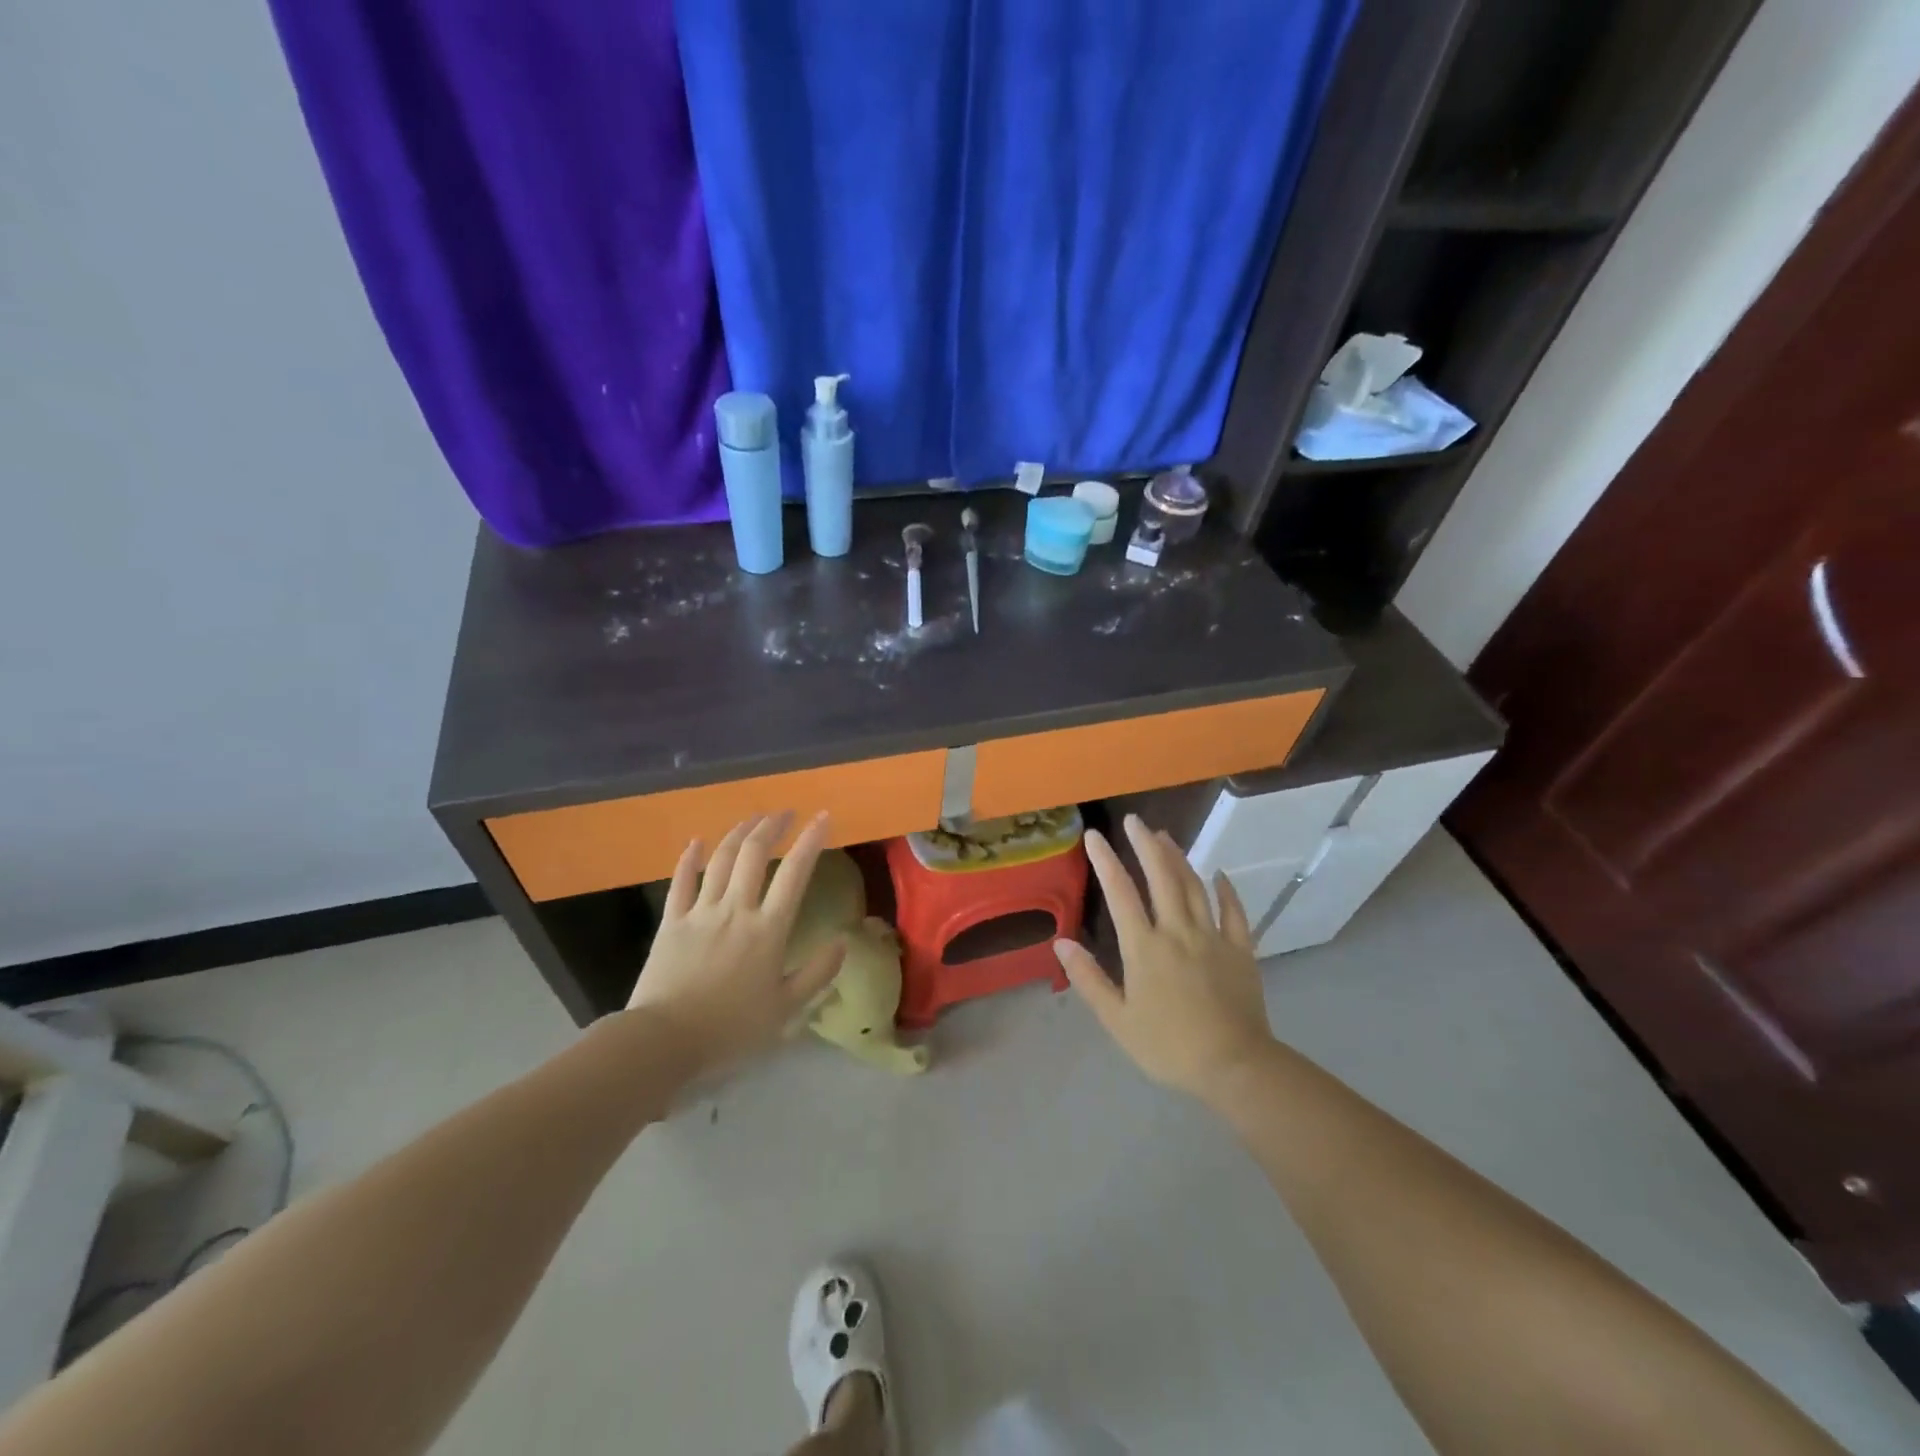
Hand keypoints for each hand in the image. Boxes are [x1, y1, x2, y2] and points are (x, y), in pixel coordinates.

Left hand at [626, 813, 846, 1078]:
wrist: (664, 1042)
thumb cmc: (730, 1029)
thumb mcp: (785, 1009)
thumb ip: (817, 973)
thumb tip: (843, 942)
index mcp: (768, 929)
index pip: (795, 873)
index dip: (811, 840)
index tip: (823, 818)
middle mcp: (736, 909)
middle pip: (754, 854)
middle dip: (772, 826)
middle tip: (786, 812)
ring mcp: (700, 912)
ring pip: (720, 859)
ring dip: (738, 833)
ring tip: (754, 819)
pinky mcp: (671, 922)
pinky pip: (680, 881)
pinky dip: (689, 858)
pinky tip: (696, 841)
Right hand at [1054, 814, 1275, 1102]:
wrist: (1234, 1066)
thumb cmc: (1168, 1046)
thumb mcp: (1118, 1019)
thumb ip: (1089, 979)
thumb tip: (1062, 942)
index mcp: (1144, 947)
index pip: (1120, 892)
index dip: (1105, 860)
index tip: (1094, 836)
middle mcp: (1177, 931)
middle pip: (1160, 877)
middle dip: (1145, 844)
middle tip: (1134, 821)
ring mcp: (1212, 937)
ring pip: (1193, 886)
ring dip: (1178, 857)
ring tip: (1165, 836)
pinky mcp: (1240, 950)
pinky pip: (1233, 911)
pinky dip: (1225, 889)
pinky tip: (1218, 874)